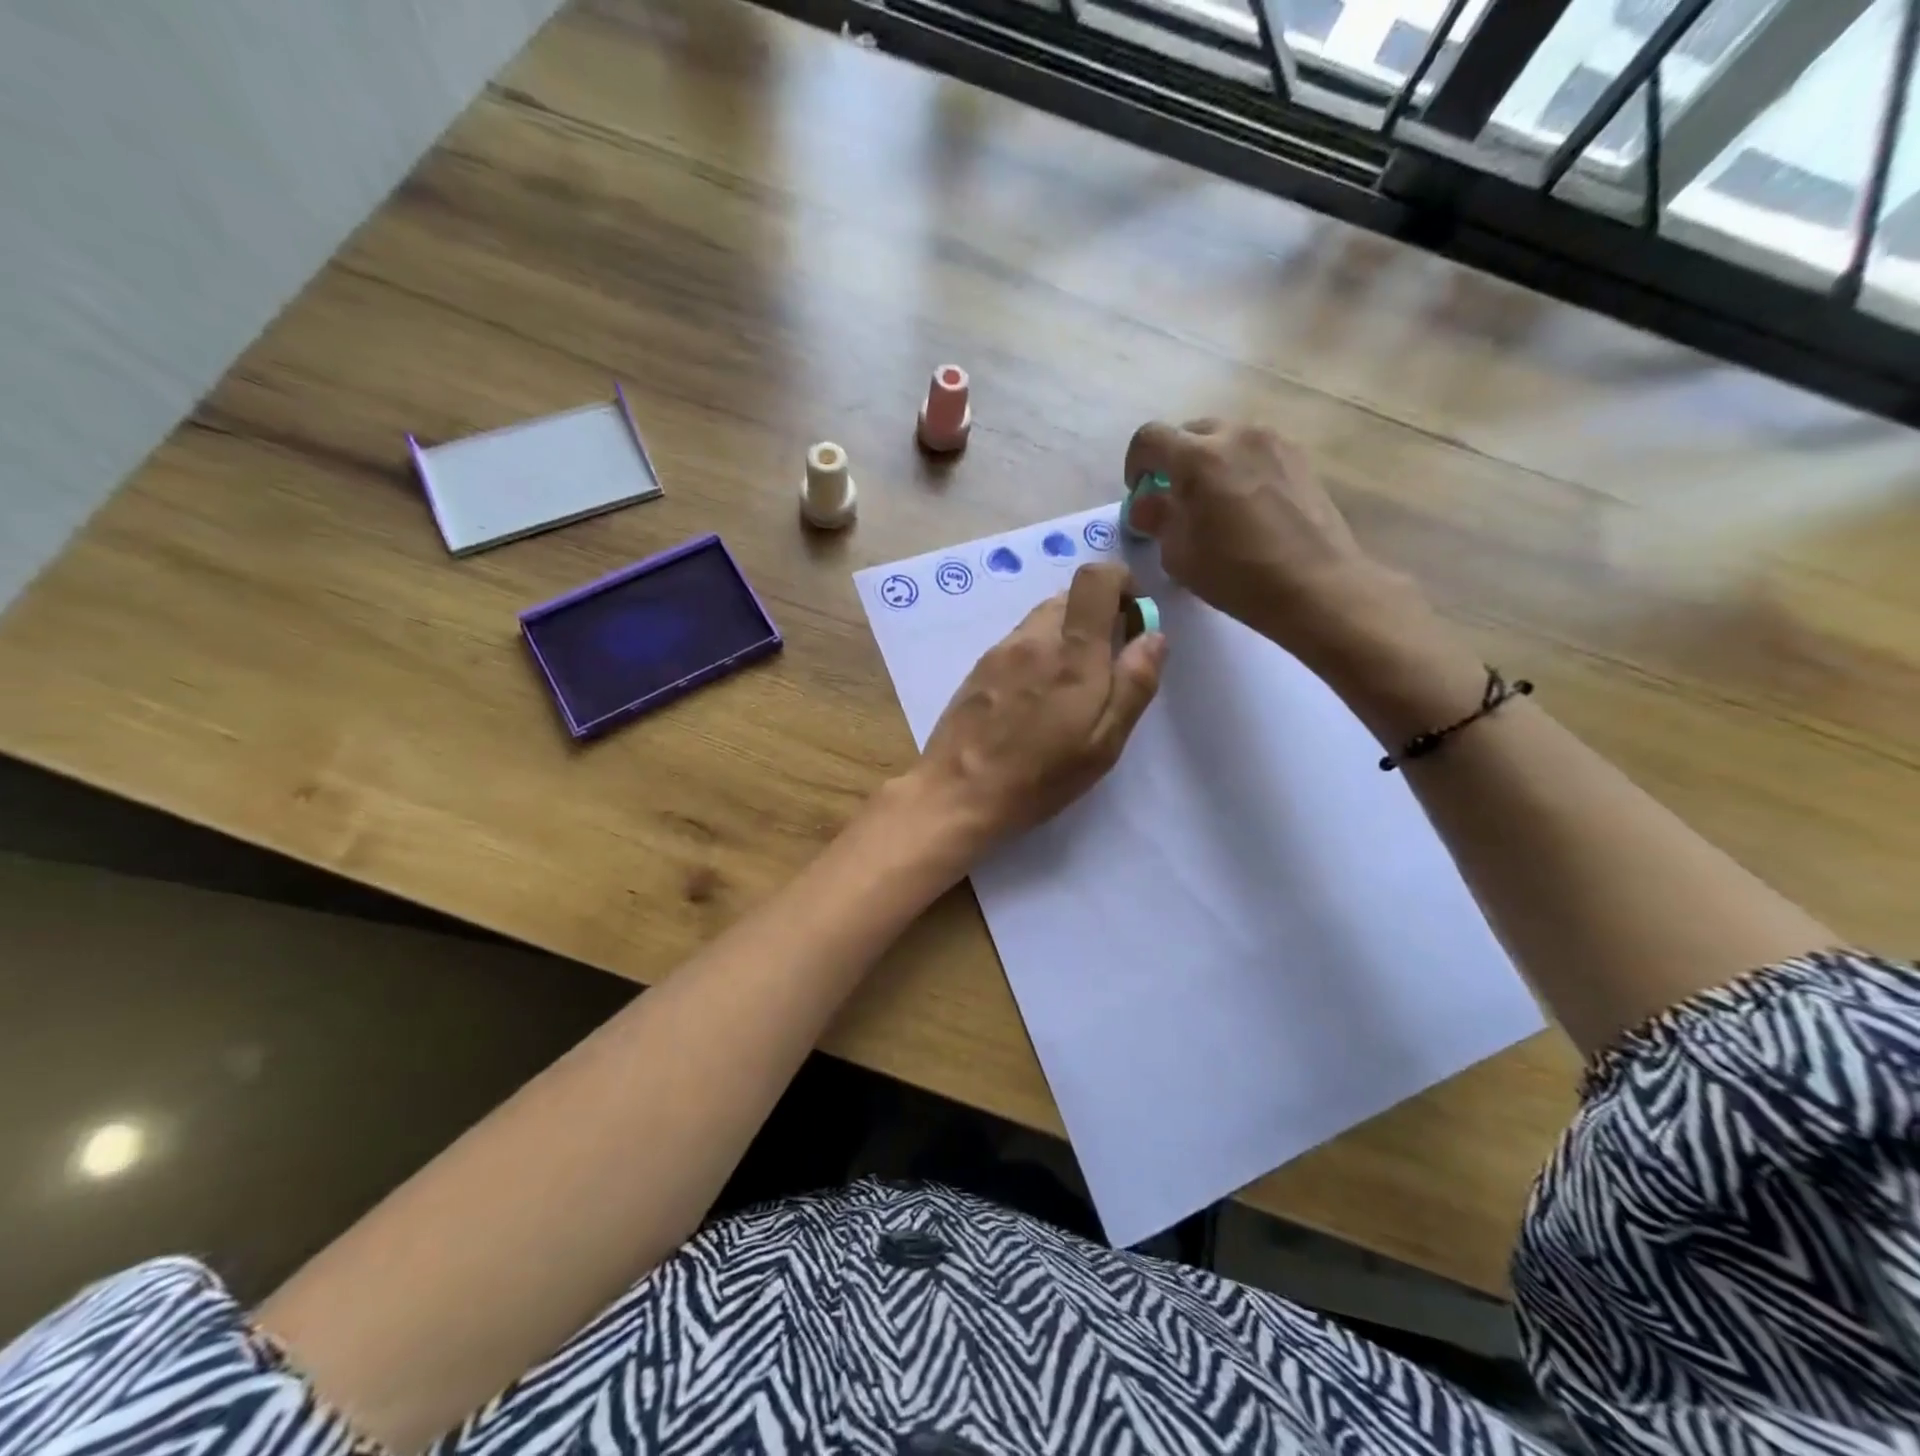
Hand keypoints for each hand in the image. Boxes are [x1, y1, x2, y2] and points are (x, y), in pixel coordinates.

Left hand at [911, 562, 1165, 854]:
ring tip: (1068, 689)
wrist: (957, 792)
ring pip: (1042, 620)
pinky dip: (1037, 654)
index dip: (1121, 583)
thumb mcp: (1103, 742)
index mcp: (1073, 652)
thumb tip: (1154, 635)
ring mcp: (1000, 651)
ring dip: (1065, 636)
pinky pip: (1018, 643)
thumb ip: (1134, 684)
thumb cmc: (1040, 775)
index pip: (1096, 578)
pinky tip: (1033, 700)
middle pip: (1070, 596)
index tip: (1133, 618)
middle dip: (1096, 617)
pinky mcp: (978, 668)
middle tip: (1106, 665)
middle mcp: (1034, 638)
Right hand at [1123, 419, 1411, 667]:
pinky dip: (1239, 468)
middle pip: (1188, 432)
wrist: (1316, 586)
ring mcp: (1273, 442)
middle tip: (1175, 500)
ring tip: (1213, 503)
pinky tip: (1246, 506)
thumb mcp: (1179, 556)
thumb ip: (1157, 520)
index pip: (1148, 438)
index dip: (1134, 464)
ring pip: (1224, 439)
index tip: (1139, 493)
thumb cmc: (1237, 576)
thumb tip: (1146, 504)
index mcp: (1197, 459)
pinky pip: (1254, 451)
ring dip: (1207, 463)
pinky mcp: (1299, 457)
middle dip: (1173, 461)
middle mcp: (1235, 436)